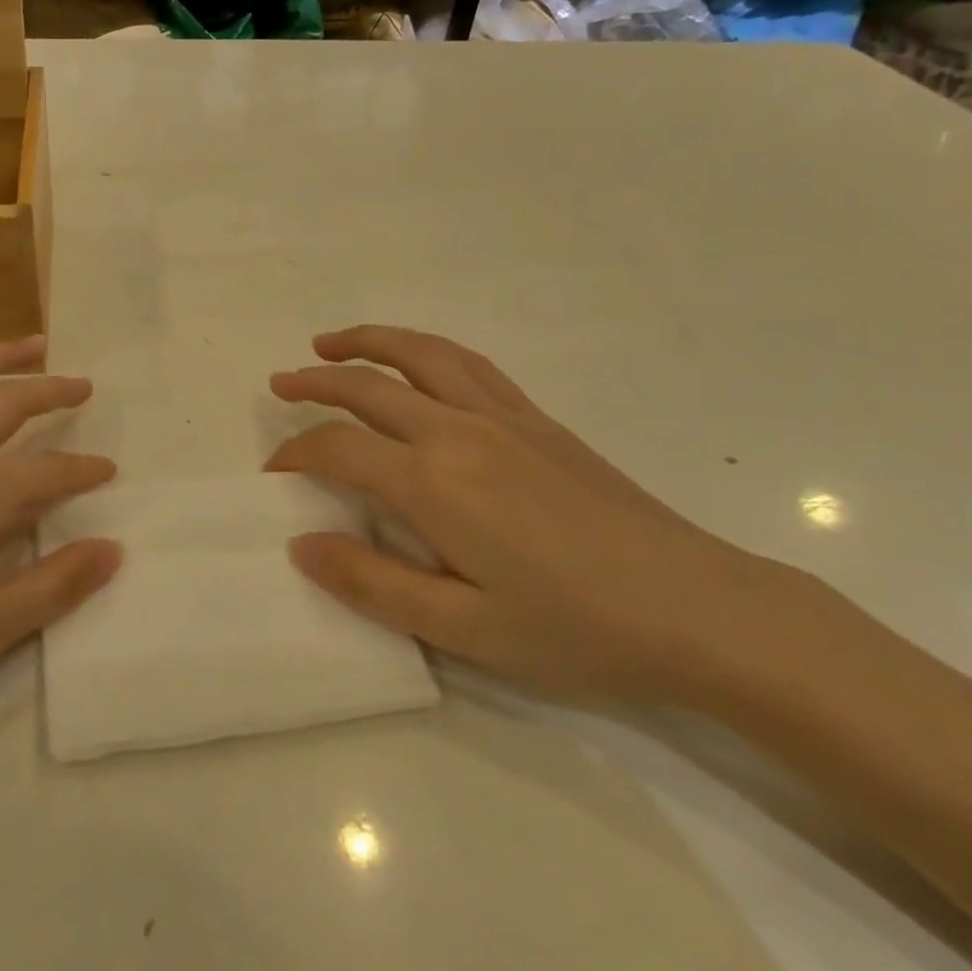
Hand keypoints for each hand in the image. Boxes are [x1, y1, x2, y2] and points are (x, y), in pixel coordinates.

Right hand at [267, 325, 802, 708]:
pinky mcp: (536, 419)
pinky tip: (414, 362)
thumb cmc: (575, 628)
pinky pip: (467, 364)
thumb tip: (301, 544)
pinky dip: (424, 350)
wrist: (698, 609)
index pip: (338, 447)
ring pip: (419, 355)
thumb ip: (372, 584)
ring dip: (366, 342)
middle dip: (314, 382)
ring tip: (330, 343)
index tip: (273, 471)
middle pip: (368, 386)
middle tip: (279, 383)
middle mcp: (459, 432)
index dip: (295, 452)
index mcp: (433, 483)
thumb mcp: (463, 628)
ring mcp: (503, 417)